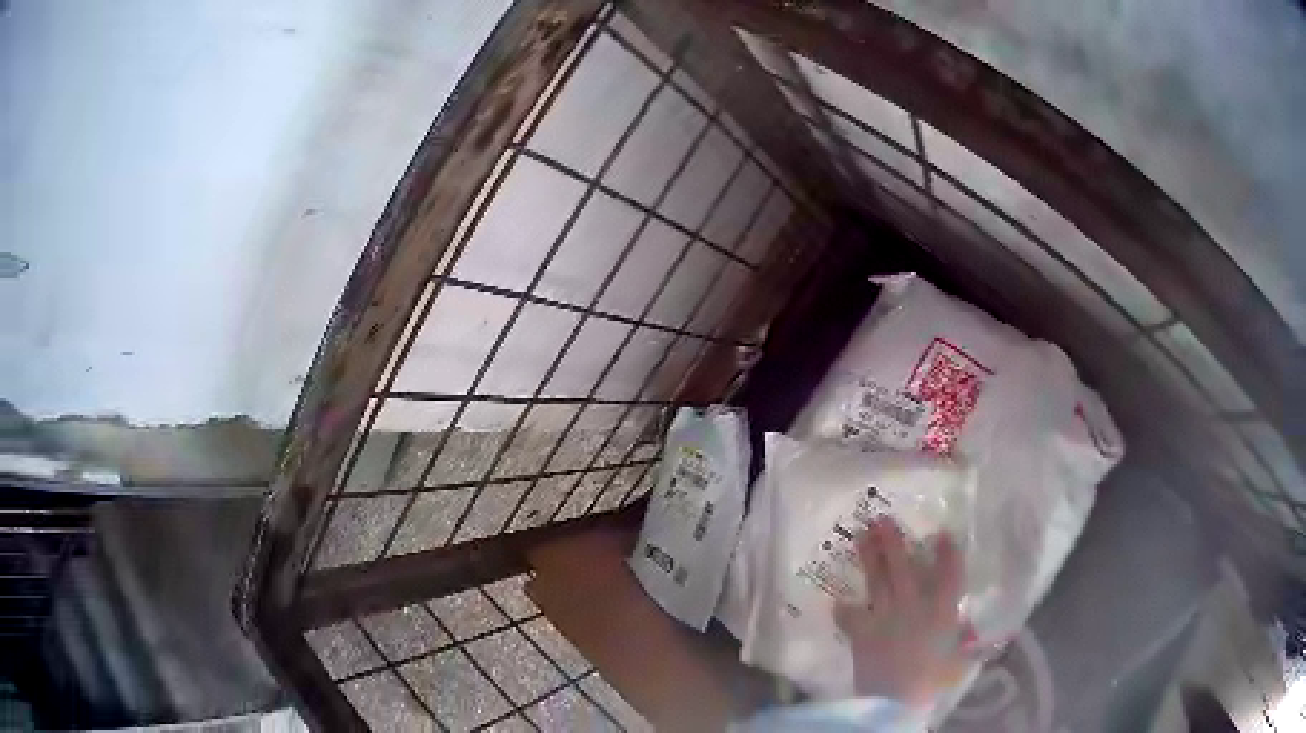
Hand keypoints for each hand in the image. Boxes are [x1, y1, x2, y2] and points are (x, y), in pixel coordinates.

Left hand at [834, 518, 968, 706]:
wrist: (896, 697)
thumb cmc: (934, 679)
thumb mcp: (957, 658)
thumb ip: (961, 641)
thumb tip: (966, 633)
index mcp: (942, 609)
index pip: (950, 574)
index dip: (947, 552)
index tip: (942, 533)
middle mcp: (913, 604)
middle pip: (903, 566)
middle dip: (893, 541)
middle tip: (882, 519)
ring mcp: (885, 615)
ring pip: (877, 579)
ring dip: (869, 556)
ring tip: (861, 534)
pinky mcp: (862, 631)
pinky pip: (850, 616)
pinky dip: (844, 610)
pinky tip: (838, 603)